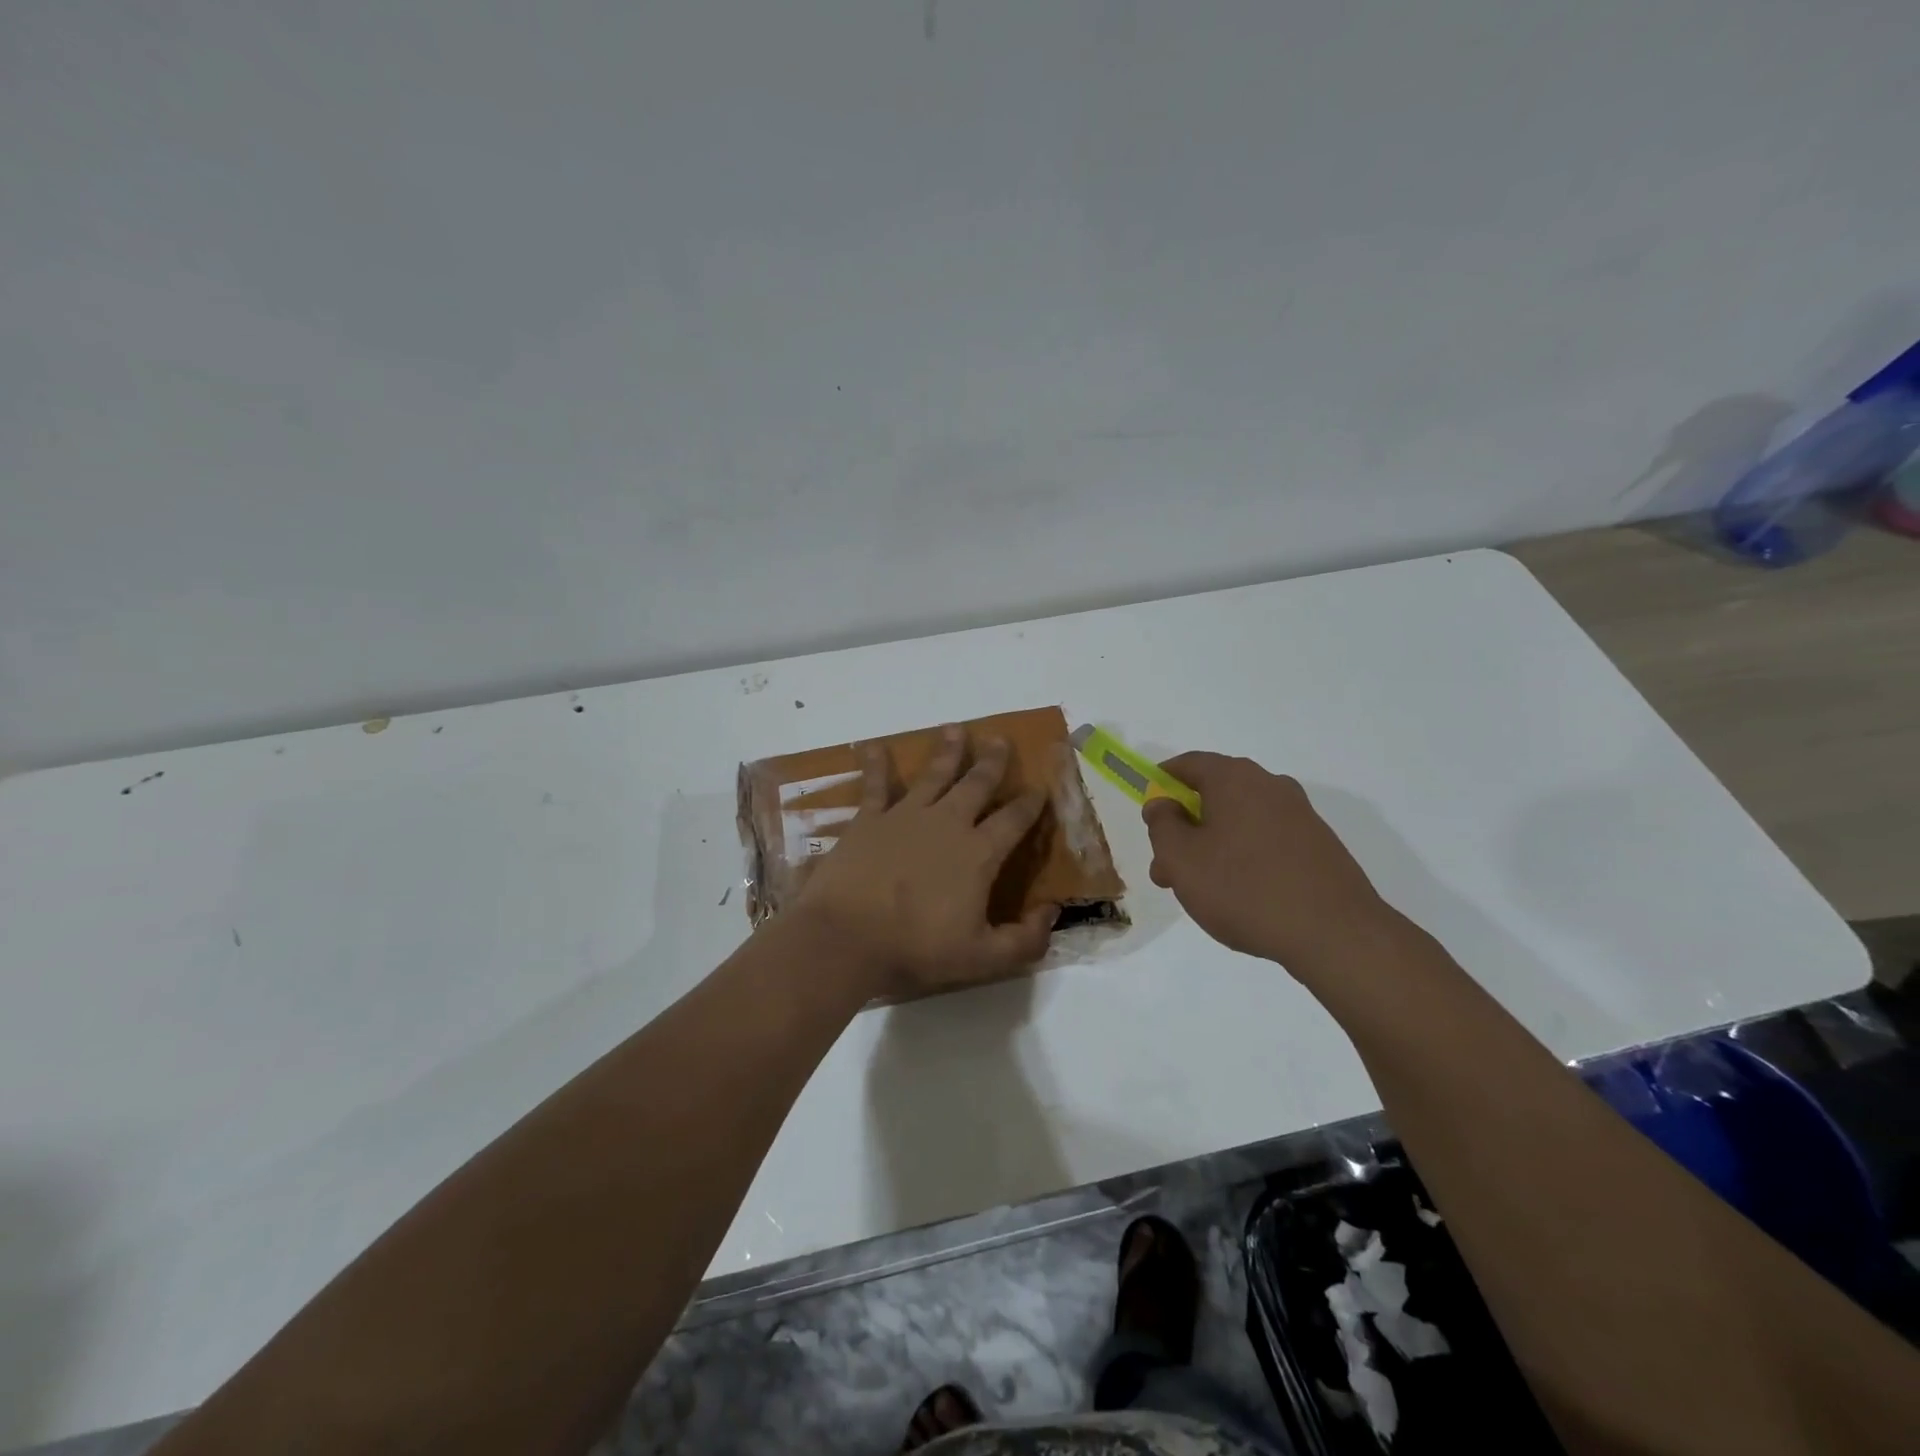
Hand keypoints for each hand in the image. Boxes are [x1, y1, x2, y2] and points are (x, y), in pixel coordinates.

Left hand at [790, 726, 1057, 998]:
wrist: (846, 937)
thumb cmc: (915, 948)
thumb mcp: (982, 958)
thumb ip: (1025, 939)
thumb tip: (1053, 911)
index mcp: (978, 853)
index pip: (1014, 820)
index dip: (1030, 803)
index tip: (1041, 788)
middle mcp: (947, 823)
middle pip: (976, 784)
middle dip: (992, 762)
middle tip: (1001, 740)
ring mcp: (906, 816)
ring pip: (934, 775)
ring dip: (947, 751)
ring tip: (955, 729)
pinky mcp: (869, 819)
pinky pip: (875, 785)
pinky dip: (876, 764)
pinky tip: (874, 746)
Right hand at [1142, 752, 1401, 974]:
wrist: (1335, 934)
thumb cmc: (1243, 889)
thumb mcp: (1181, 859)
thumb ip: (1162, 824)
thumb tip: (1163, 803)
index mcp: (1235, 779)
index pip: (1188, 764)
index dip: (1162, 783)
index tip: (1149, 811)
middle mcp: (1270, 785)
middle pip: (1214, 795)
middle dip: (1184, 827)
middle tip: (1166, 868)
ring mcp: (1300, 815)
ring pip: (1239, 821)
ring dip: (1212, 846)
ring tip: (1198, 891)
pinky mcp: (1319, 845)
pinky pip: (1267, 840)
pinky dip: (1244, 857)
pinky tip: (1239, 895)